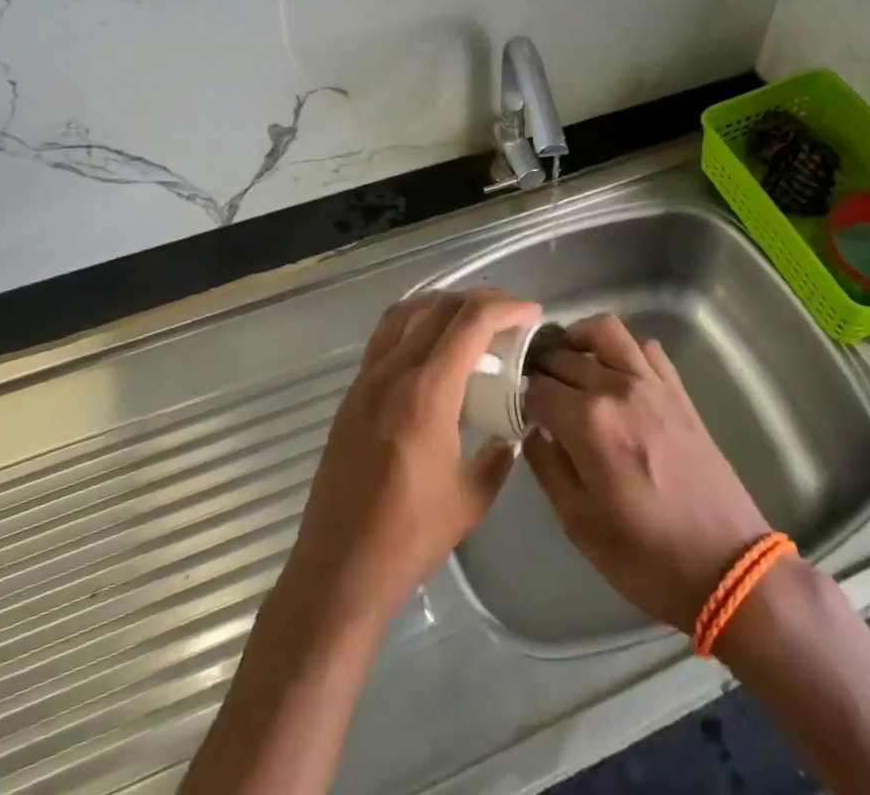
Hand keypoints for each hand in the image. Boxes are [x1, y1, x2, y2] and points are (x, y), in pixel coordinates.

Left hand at [285, 290, 541, 629]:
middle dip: (480, 300)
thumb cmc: (409, 538)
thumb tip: (511, 432)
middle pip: (439, 308)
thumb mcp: (470, 499)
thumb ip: (498, 456)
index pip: (470, 323)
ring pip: (406, 312)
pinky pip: (386, 336)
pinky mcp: (353, 393)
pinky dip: (415, 322)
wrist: (338, 570)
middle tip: (510, 314)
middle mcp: (393, 372)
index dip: (505, 308)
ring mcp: (367, 379)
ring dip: (444, 304)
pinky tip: (434, 346)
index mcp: (426, 393)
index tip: (531, 313)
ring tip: (473, 319)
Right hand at [523, 315, 771, 632]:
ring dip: (578, 338)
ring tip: (568, 359)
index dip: (521, 397)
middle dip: (542, 368)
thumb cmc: (646, 555)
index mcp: (588, 423)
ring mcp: (651, 383)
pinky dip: (622, 348)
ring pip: (605, 330)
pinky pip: (644, 346)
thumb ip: (547, 467)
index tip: (517, 410)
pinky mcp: (677, 389)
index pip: (537, 388)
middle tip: (535, 389)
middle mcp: (617, 388)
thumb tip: (533, 431)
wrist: (726, 565)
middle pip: (564, 356)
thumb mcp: (579, 524)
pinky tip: (613, 371)